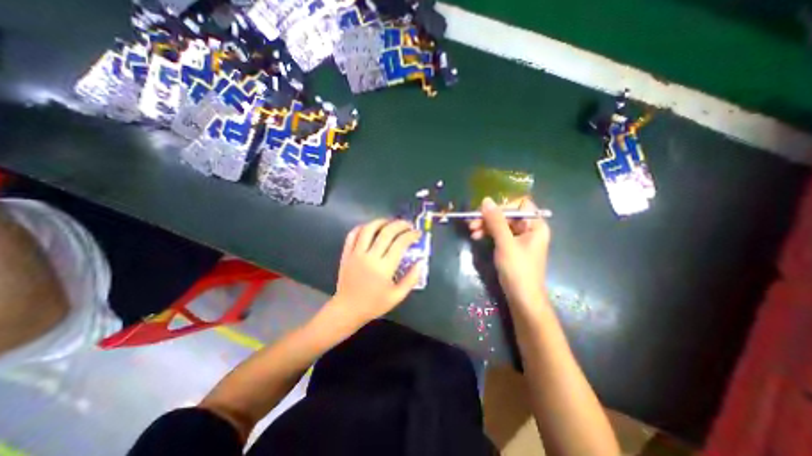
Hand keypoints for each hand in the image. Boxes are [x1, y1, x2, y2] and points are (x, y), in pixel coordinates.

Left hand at [329, 218, 421, 322]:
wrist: (348, 309)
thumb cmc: (374, 304)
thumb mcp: (397, 296)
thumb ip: (411, 278)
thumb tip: (421, 261)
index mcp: (384, 268)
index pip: (400, 243)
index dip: (411, 235)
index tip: (417, 233)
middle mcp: (370, 257)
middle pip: (386, 232)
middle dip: (400, 224)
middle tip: (408, 225)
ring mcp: (356, 253)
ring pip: (369, 229)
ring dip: (382, 221)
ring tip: (391, 222)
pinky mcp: (346, 253)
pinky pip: (353, 234)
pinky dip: (363, 227)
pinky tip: (371, 228)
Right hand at [469, 196, 551, 307]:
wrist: (522, 298)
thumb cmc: (518, 269)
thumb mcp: (505, 243)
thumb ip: (496, 221)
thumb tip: (486, 200)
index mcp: (535, 225)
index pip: (520, 205)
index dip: (502, 206)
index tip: (484, 212)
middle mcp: (529, 229)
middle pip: (508, 215)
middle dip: (489, 218)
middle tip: (472, 223)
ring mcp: (520, 239)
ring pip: (501, 225)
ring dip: (486, 226)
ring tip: (472, 231)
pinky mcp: (512, 247)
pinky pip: (499, 234)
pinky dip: (488, 234)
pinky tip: (477, 237)